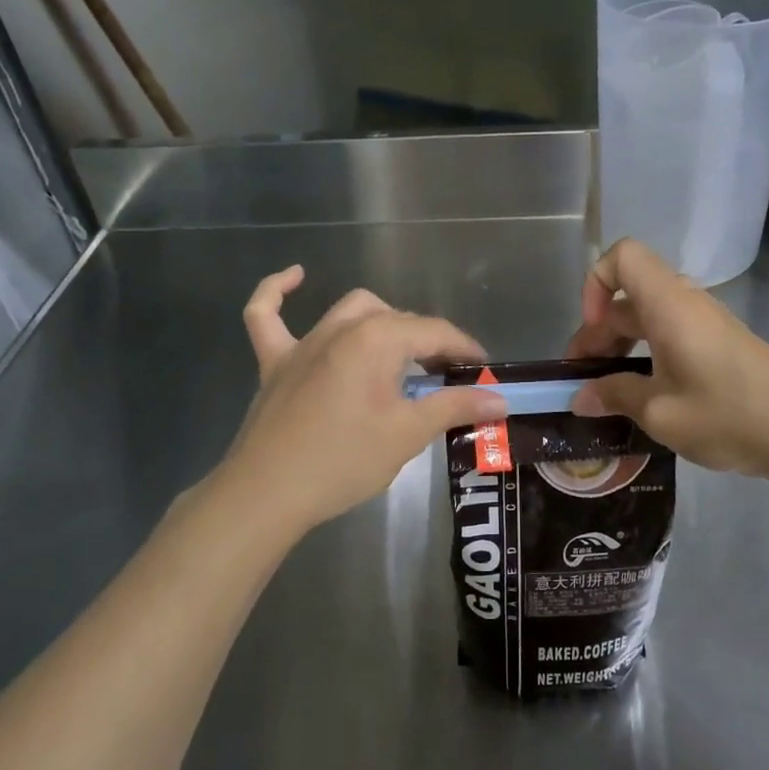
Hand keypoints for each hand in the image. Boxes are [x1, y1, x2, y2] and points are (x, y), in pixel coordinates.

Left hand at [218, 267, 508, 532]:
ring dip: (381, 321)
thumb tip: (500, 399)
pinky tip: (296, 276)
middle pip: (398, 320)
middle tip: (446, 380)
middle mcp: (342, 328)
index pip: (435, 333)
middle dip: (428, 343)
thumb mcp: (408, 434)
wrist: (267, 493)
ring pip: (351, 311)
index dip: (465, 350)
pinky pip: (267, 315)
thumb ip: (455, 407)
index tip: (485, 372)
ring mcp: (303, 342)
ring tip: (400, 352)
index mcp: (377, 339)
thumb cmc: (344, 461)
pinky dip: (279, 293)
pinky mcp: (274, 361)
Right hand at [565, 239, 768, 481]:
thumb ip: (614, 396)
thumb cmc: (727, 416)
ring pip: (649, 314)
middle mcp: (687, 302)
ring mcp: (707, 321)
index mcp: (669, 305)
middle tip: (583, 377)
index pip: (623, 256)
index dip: (595, 283)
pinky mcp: (720, 342)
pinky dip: (647, 352)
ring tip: (607, 388)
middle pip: (630, 293)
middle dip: (598, 330)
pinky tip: (644, 392)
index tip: (592, 330)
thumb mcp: (660, 412)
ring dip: (621, 344)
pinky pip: (671, 330)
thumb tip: (580, 396)